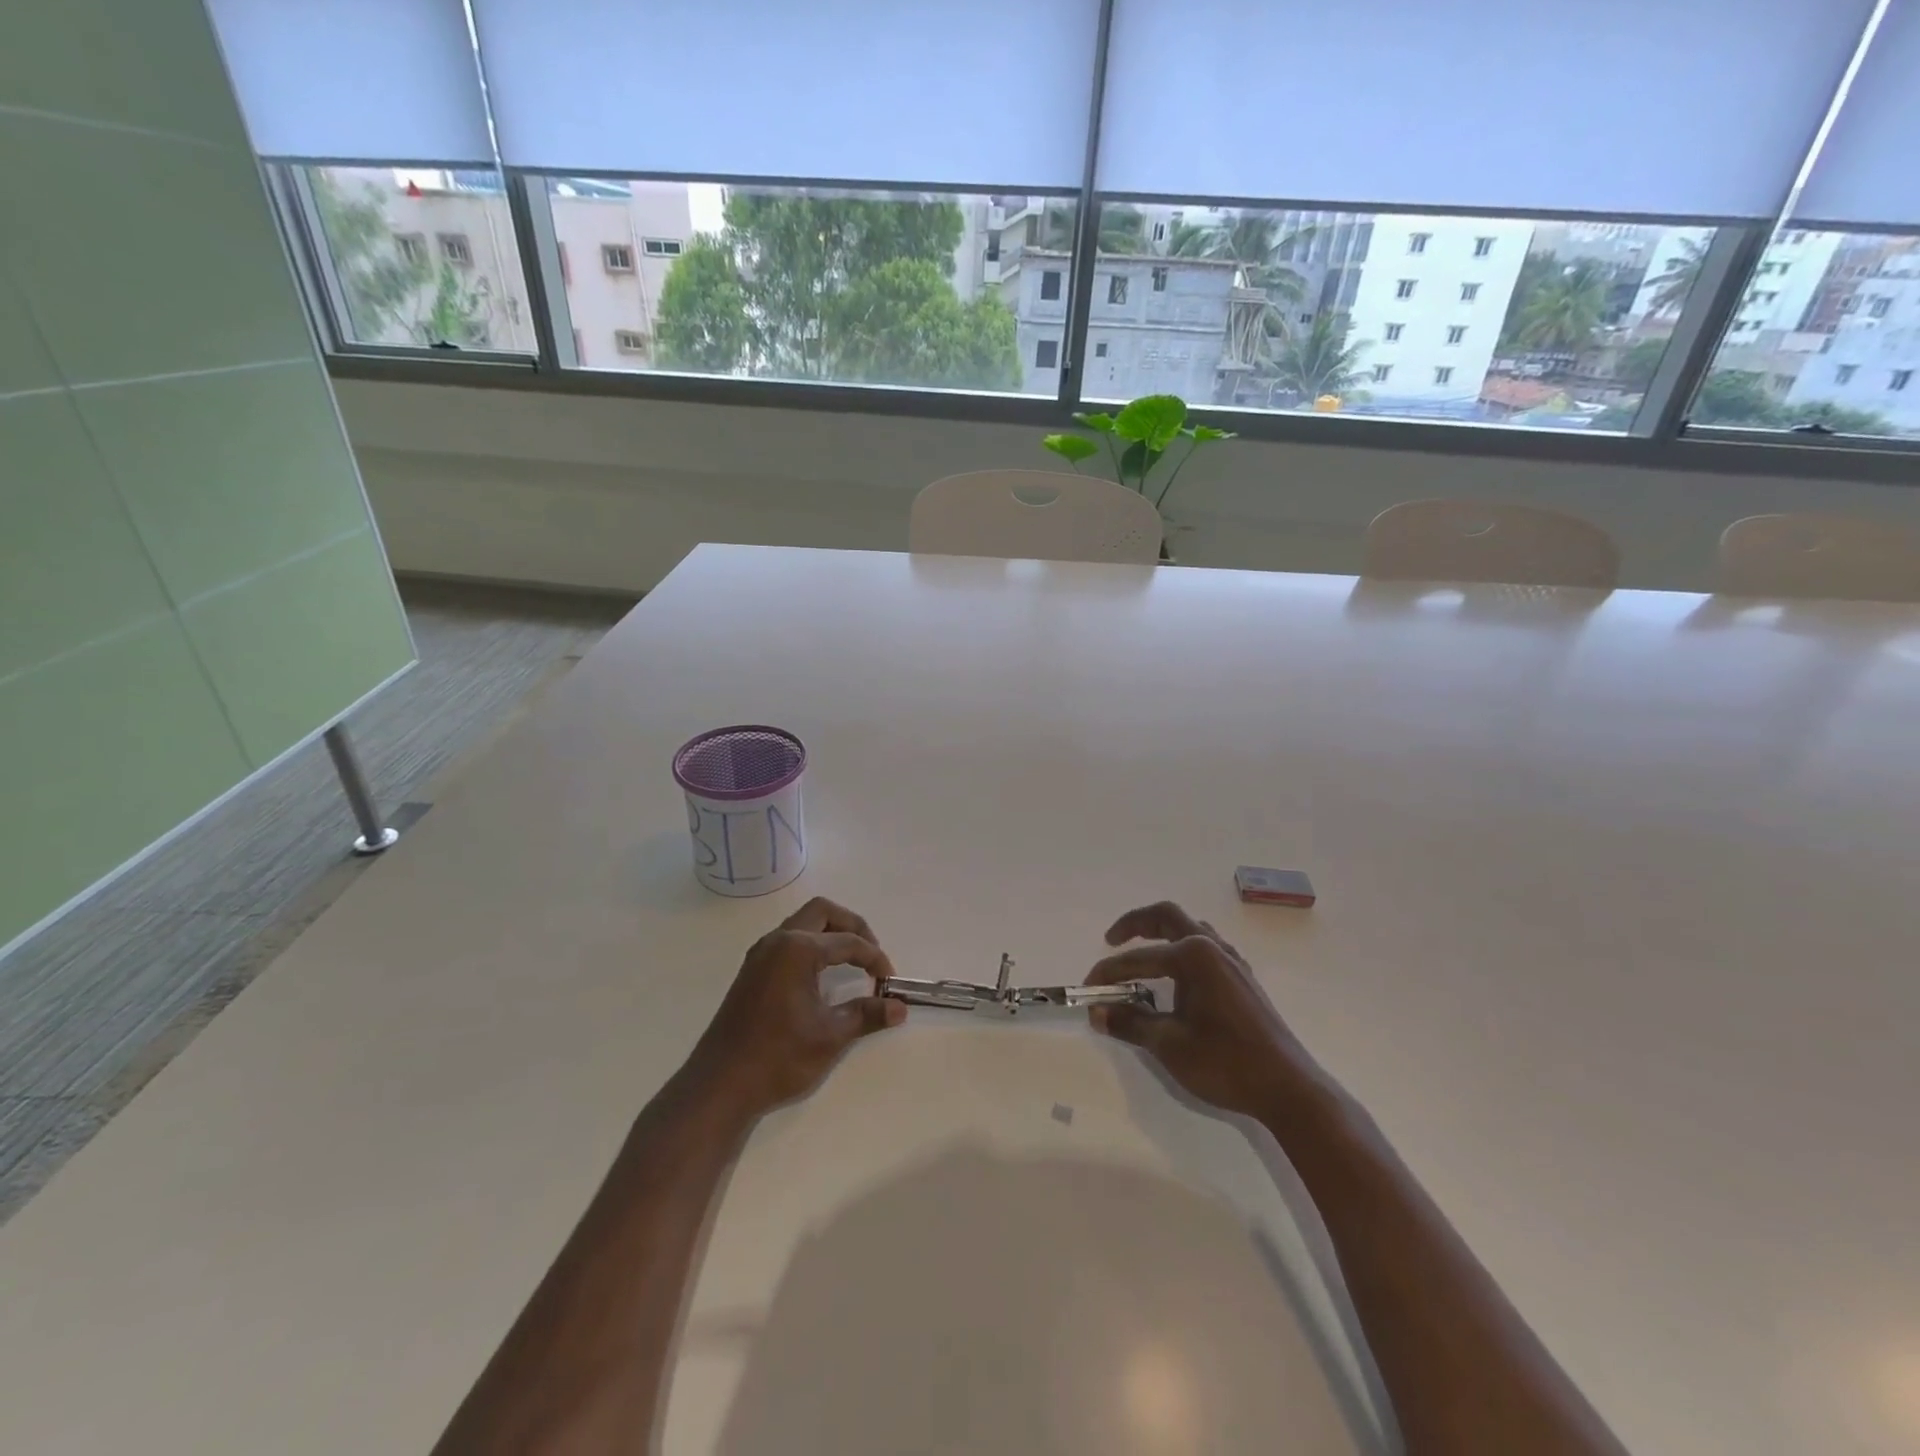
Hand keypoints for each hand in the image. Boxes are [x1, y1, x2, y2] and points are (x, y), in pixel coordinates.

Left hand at [684, 897, 905, 1118]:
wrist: (720, 1085)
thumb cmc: (778, 1057)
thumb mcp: (831, 1036)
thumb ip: (867, 1015)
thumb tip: (899, 1007)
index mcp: (798, 949)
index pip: (848, 942)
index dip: (875, 959)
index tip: (890, 982)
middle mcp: (778, 941)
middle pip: (823, 912)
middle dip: (853, 927)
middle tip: (871, 955)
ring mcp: (761, 954)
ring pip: (803, 923)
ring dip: (831, 933)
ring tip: (852, 962)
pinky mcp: (752, 970)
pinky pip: (789, 940)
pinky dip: (812, 945)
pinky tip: (822, 974)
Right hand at [1084, 901, 1312, 1117]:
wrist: (1288, 1089)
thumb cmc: (1225, 1062)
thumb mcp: (1169, 1044)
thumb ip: (1130, 1023)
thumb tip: (1097, 1013)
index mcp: (1194, 956)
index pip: (1139, 958)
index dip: (1108, 973)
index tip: (1087, 989)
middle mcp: (1214, 948)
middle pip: (1168, 917)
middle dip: (1136, 924)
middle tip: (1112, 940)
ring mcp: (1233, 962)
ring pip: (1191, 929)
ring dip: (1163, 934)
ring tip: (1143, 955)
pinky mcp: (1243, 980)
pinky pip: (1206, 948)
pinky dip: (1182, 951)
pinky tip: (1176, 978)